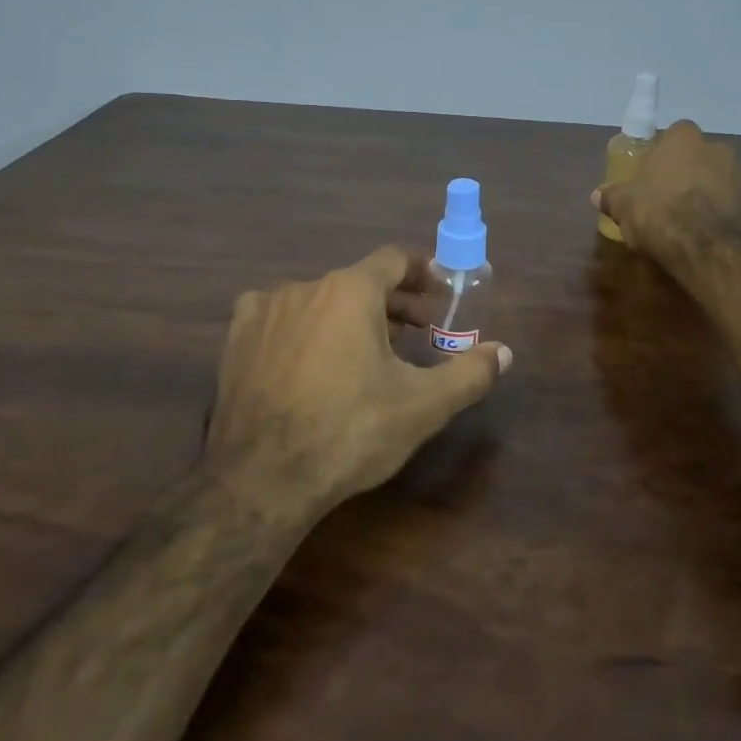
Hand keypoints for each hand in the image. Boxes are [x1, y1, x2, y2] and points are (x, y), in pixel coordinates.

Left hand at [206, 247, 511, 514]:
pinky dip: (303, 327)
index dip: (422, 271)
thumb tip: (504, 352)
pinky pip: (278, 318)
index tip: (440, 292)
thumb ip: (469, 374)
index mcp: (351, 291)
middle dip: (394, 303)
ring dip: (349, 316)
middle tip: (418, 332)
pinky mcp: (236, 340)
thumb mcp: (423, 406)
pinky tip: (310, 358)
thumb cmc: (350, 431)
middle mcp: (305, 287)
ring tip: (367, 351)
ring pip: (319, 300)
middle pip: (359, 281)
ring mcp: (265, 311)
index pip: (394, 259)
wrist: (262, 480)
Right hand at [593, 119, 740, 254]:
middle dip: (691, 171)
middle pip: (703, 155)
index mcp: (684, 141)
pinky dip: (726, 217)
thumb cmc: (658, 213)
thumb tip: (597, 195)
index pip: (678, 131)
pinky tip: (711, 236)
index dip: (667, 149)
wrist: (704, 248)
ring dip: (711, 194)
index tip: (656, 169)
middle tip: (672, 195)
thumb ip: (611, 196)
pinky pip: (737, 207)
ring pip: (723, 180)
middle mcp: (718, 150)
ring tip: (693, 221)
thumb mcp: (623, 205)